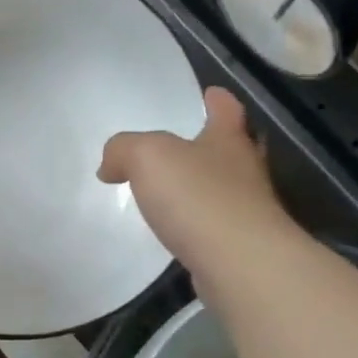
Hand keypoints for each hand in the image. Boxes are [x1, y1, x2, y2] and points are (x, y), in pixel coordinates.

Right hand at [98, 87, 295, 276]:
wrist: (239, 264)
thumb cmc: (198, 197)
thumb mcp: (147, 157)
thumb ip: (123, 150)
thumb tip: (110, 166)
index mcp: (228, 141)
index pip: (226, 111)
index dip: (218, 100)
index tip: (212, 93)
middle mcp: (245, 172)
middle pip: (236, 148)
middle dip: (219, 142)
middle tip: (198, 139)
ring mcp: (248, 211)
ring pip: (228, 187)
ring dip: (208, 184)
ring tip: (179, 187)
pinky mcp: (240, 246)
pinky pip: (216, 224)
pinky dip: (200, 220)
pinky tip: (180, 228)